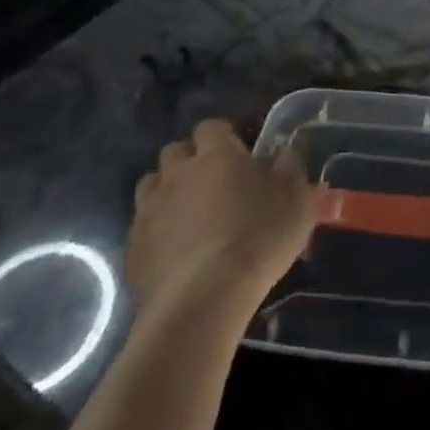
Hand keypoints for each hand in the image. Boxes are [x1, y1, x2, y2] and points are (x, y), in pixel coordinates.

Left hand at [127, 119, 313, 311]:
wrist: (204, 302)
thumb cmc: (258, 239)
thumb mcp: (296, 200)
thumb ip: (291, 169)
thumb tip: (284, 154)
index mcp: (216, 153)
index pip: (212, 127)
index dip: (224, 138)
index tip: (239, 157)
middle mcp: (178, 172)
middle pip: (175, 152)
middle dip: (190, 162)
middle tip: (212, 185)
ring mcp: (149, 210)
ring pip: (152, 186)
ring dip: (168, 193)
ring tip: (189, 217)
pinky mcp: (133, 249)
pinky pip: (142, 228)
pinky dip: (156, 233)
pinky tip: (174, 254)